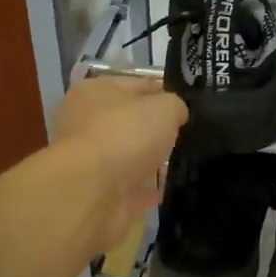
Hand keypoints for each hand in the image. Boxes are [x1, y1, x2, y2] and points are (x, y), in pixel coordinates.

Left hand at [52, 75, 187, 249]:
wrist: (94, 192)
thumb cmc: (125, 134)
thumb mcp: (164, 107)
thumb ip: (175, 106)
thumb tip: (176, 115)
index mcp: (94, 91)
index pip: (136, 85)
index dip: (164, 91)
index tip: (189, 104)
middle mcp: (86, 122)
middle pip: (130, 121)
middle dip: (157, 128)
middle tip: (189, 133)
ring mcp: (91, 160)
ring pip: (130, 154)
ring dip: (152, 159)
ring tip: (185, 160)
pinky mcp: (100, 191)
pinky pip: (131, 186)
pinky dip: (149, 188)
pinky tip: (171, 186)